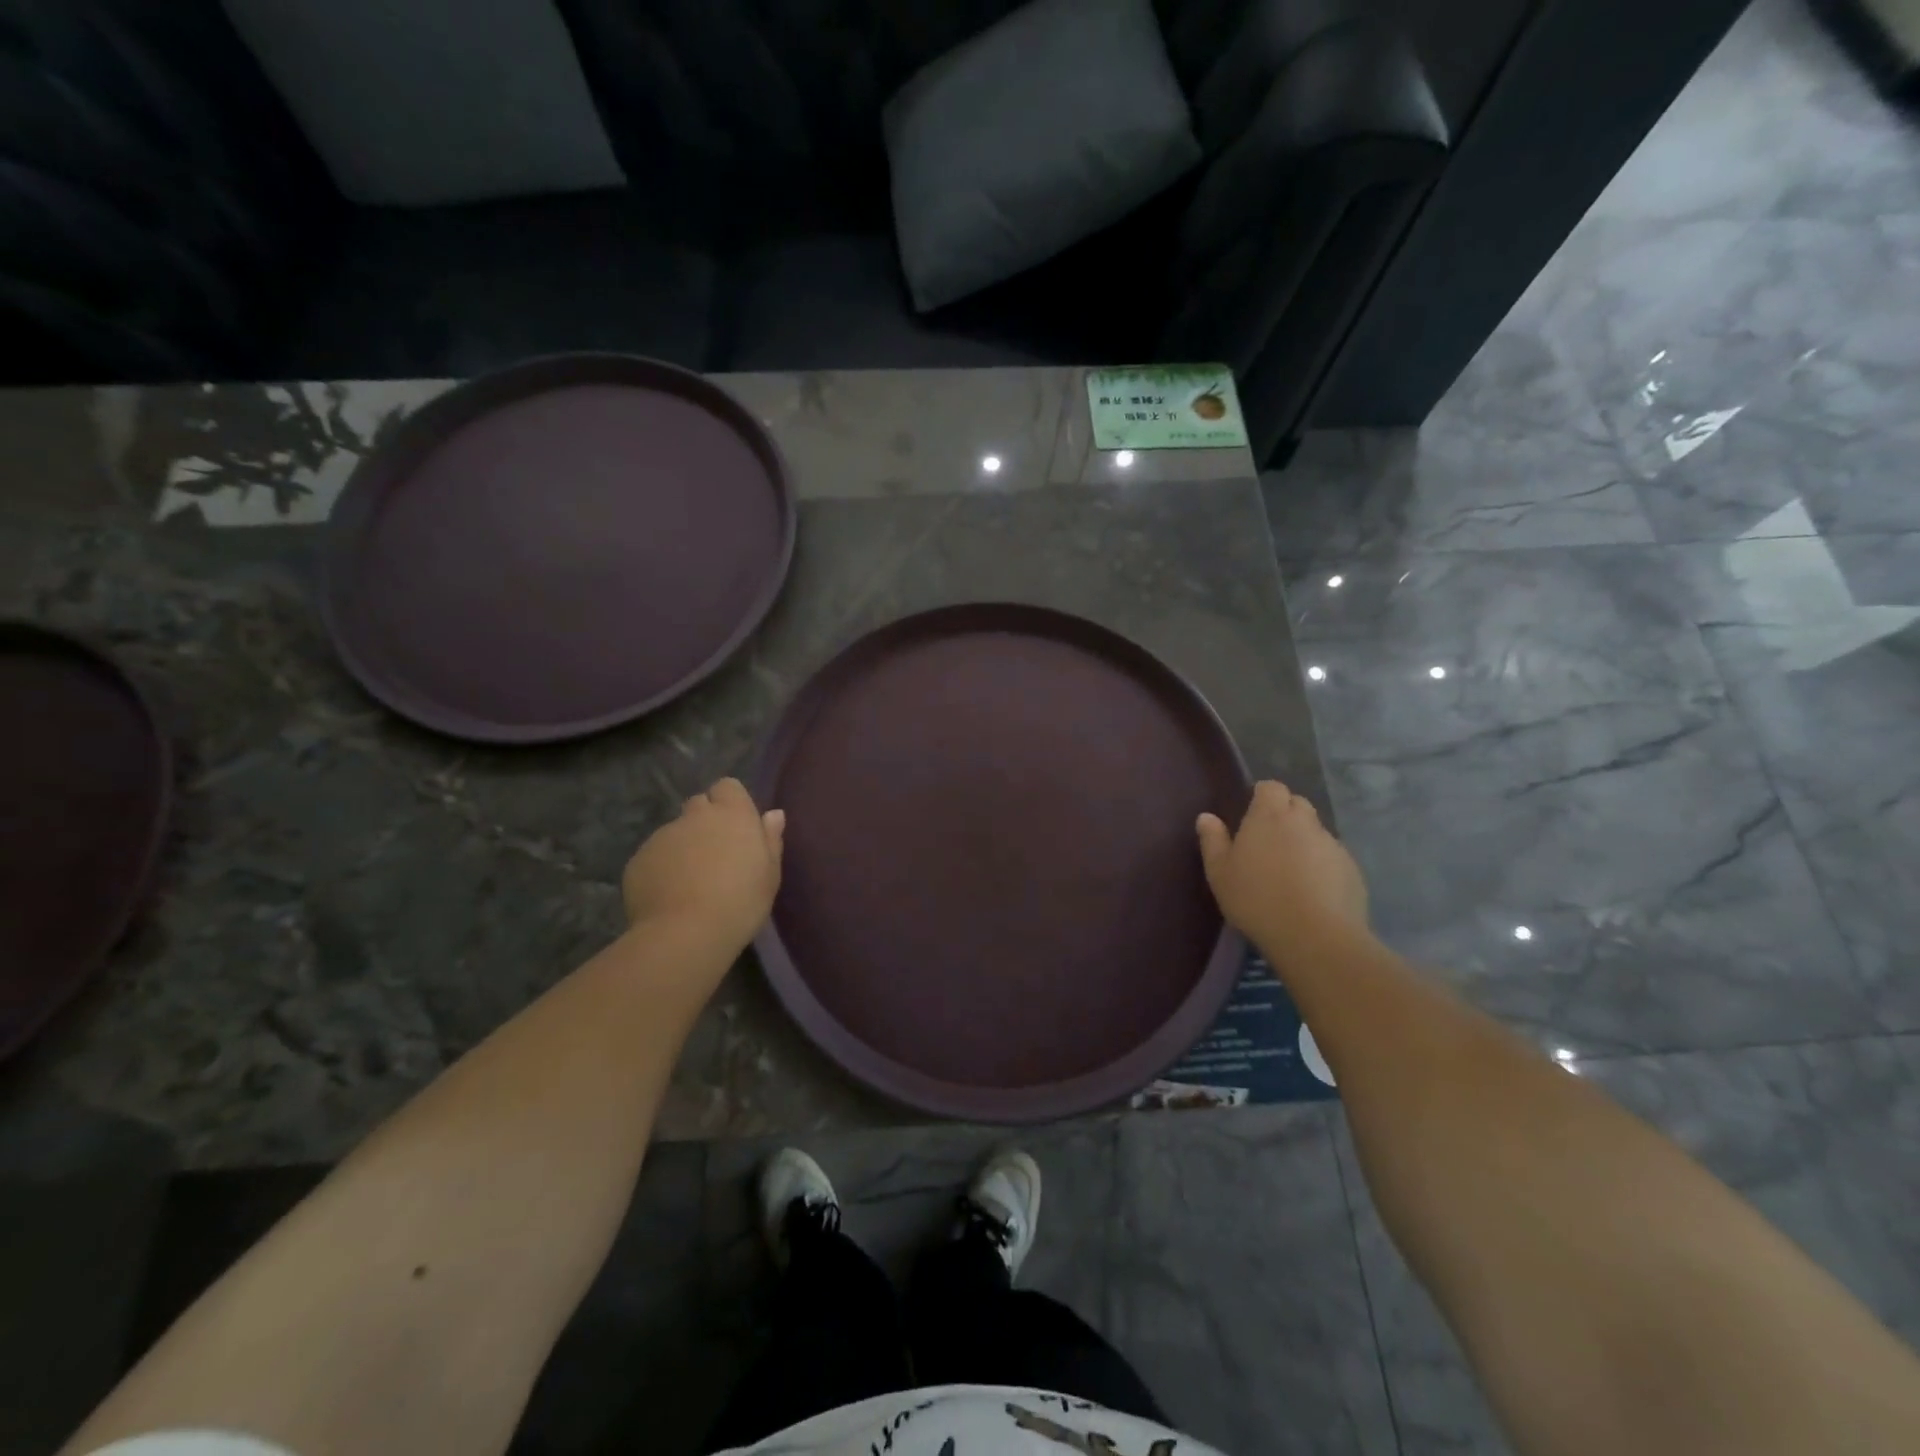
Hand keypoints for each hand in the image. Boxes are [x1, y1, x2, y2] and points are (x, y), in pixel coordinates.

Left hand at [621, 778, 784, 949]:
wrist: (685, 933)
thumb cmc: (740, 902)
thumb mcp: (770, 874)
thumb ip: (770, 839)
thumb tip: (773, 814)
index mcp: (732, 814)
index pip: (727, 786)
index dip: (730, 802)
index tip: (737, 826)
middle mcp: (695, 816)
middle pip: (699, 805)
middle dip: (705, 821)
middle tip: (715, 854)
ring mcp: (663, 836)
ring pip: (675, 832)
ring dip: (683, 847)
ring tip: (690, 882)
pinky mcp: (638, 859)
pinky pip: (653, 856)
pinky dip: (662, 868)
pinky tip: (669, 895)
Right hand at [1197, 780, 1368, 953]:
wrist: (1314, 936)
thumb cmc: (1256, 898)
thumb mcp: (1219, 872)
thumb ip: (1212, 840)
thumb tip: (1206, 817)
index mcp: (1270, 815)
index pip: (1271, 787)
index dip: (1262, 797)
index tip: (1251, 815)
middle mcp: (1305, 821)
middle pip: (1297, 804)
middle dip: (1285, 815)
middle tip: (1268, 843)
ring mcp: (1332, 845)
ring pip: (1316, 833)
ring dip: (1304, 842)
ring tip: (1290, 872)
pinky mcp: (1352, 870)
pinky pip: (1333, 858)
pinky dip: (1322, 866)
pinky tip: (1312, 892)